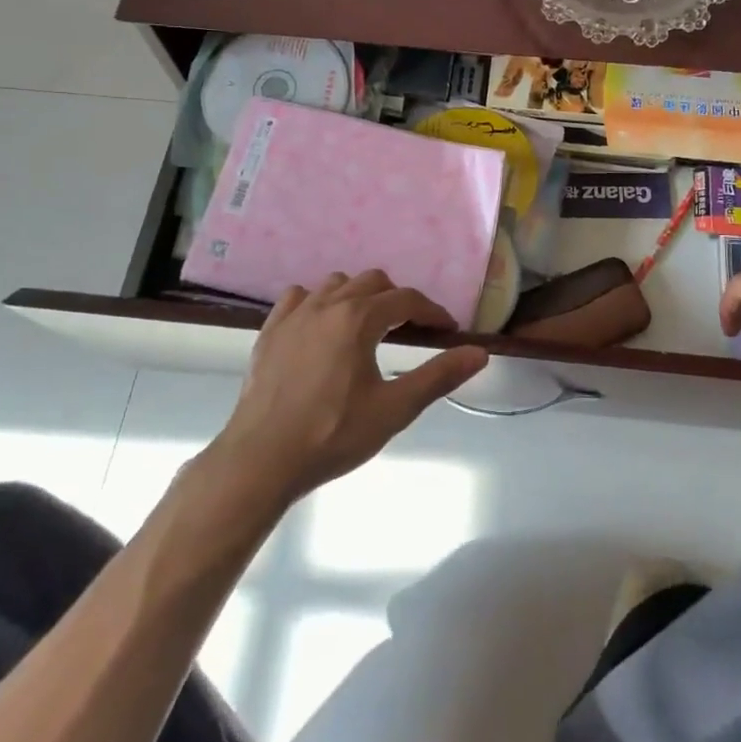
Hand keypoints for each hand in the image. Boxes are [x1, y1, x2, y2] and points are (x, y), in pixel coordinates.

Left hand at [213, 271, 489, 500]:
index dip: (432, 311)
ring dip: (358, 296)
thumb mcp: (394, 409)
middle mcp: (326, 304)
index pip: (406, 300)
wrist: (261, 459)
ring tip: (368, 327)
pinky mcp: (270, 331)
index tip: (447, 330)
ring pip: (335, 284)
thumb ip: (438, 376)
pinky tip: (321, 327)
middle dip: (397, 299)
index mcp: (358, 318)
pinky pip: (298, 297)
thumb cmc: (333, 434)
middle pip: (372, 282)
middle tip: (410, 329)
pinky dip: (318, 302)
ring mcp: (294, 315)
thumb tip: (479, 353)